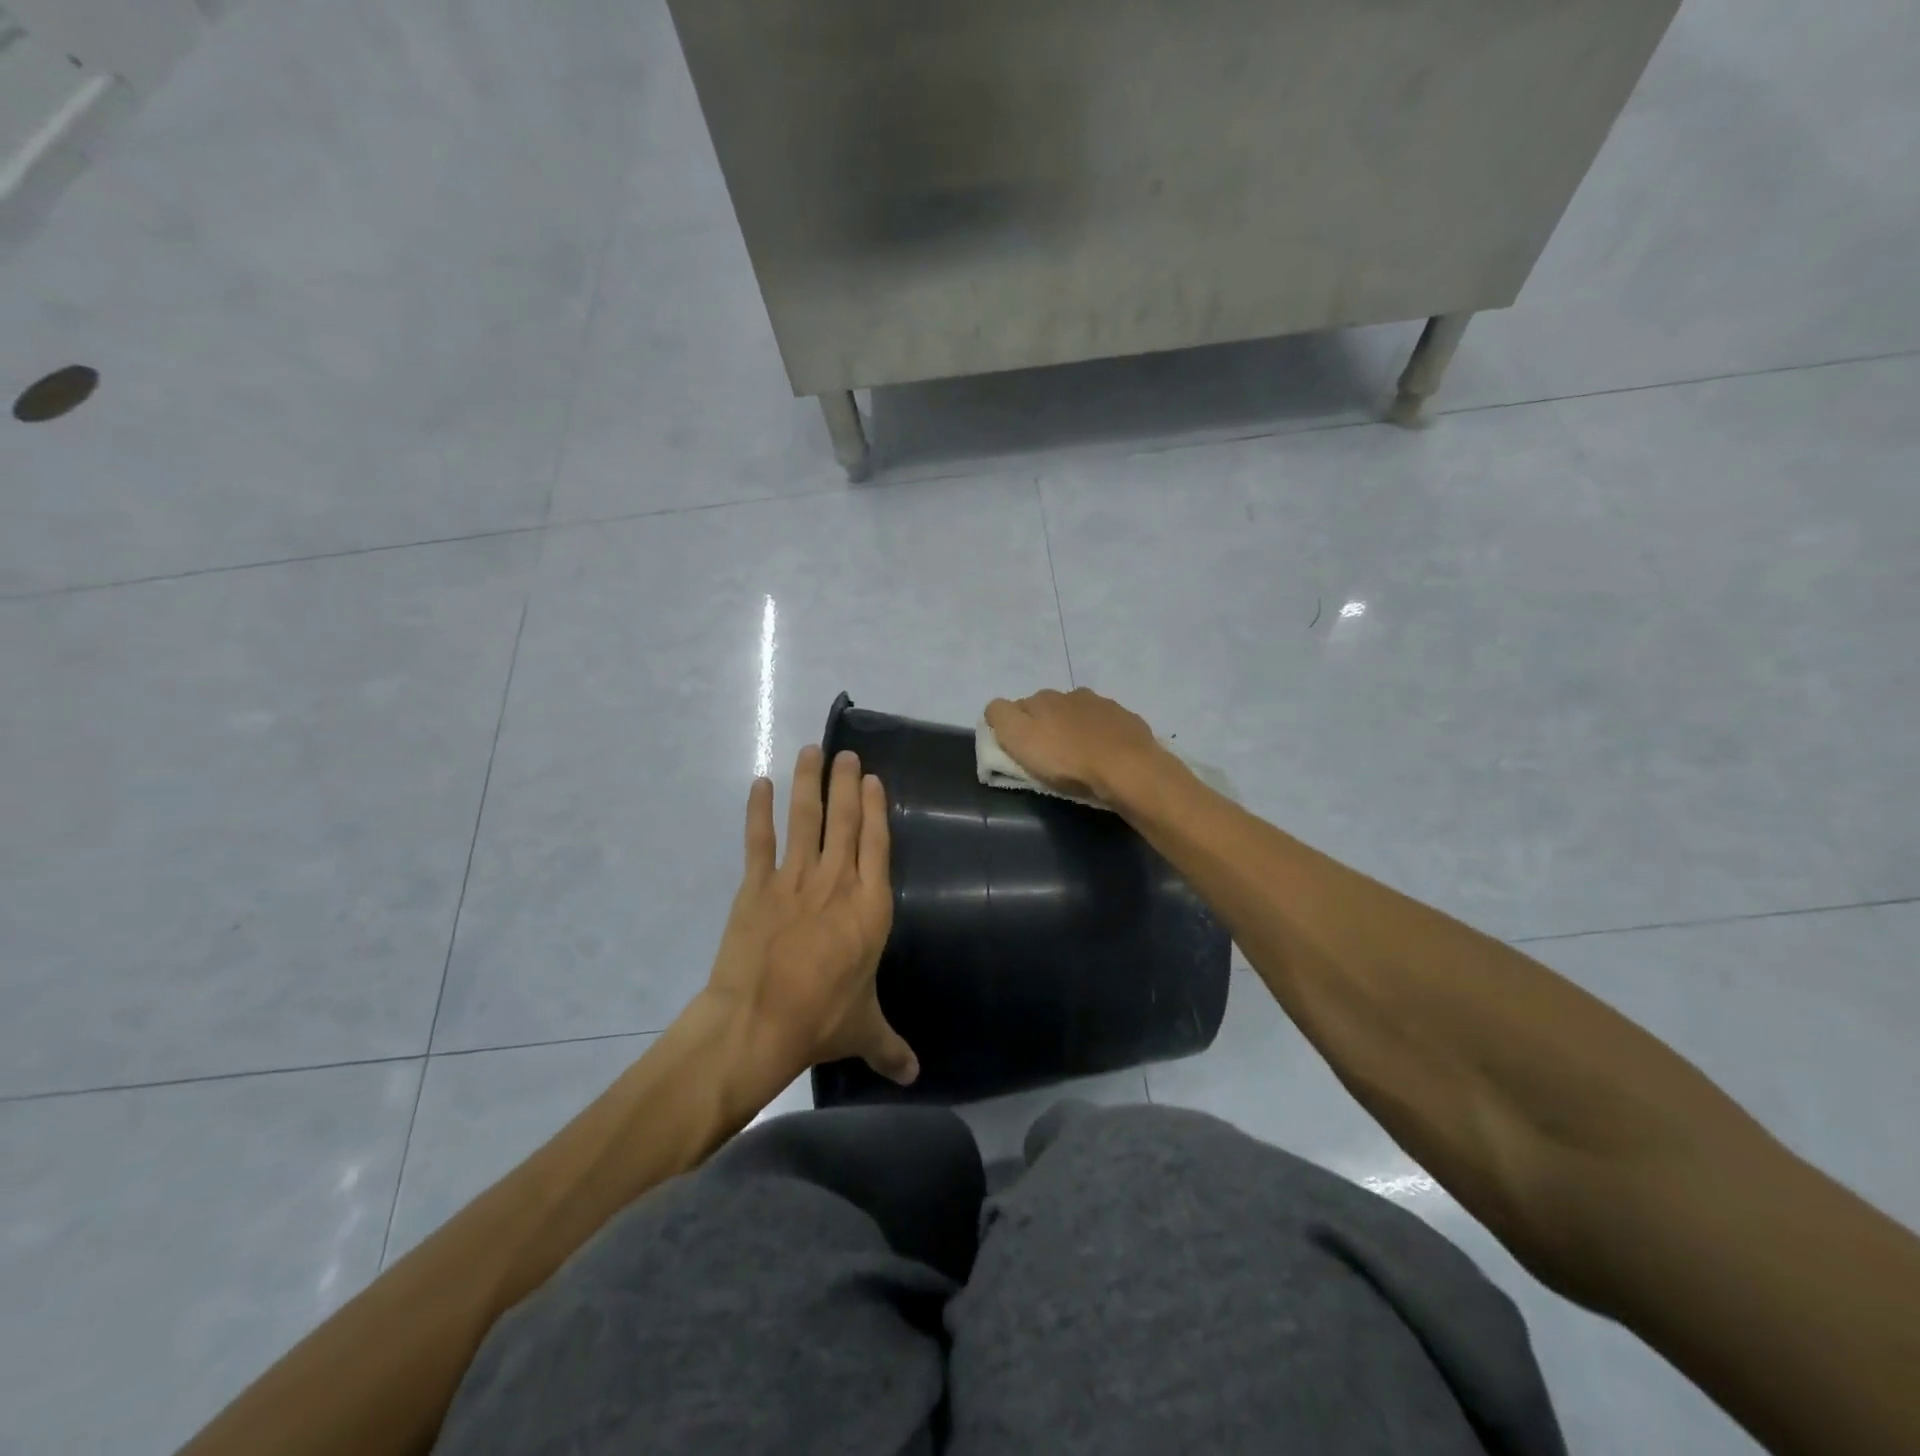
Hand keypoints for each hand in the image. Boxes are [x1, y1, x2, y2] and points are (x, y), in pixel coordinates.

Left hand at [704, 744, 917, 1086]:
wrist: (757, 1023)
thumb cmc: (819, 1020)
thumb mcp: (864, 1031)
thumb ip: (891, 1047)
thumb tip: (915, 1077)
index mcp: (870, 908)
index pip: (877, 846)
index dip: (875, 809)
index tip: (872, 779)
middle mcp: (836, 883)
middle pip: (843, 822)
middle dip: (845, 784)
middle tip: (846, 752)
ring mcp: (794, 880)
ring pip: (804, 820)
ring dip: (808, 783)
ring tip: (811, 751)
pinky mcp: (756, 887)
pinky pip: (759, 841)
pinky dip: (758, 811)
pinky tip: (759, 784)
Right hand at [984, 687, 1165, 803]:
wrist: (1128, 770)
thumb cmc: (1067, 759)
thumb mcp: (1018, 738)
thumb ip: (1000, 716)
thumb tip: (996, 708)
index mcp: (1043, 698)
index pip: (1018, 707)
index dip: (1015, 728)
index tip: (1020, 752)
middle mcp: (1073, 694)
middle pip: (1051, 709)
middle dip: (1047, 727)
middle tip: (1049, 757)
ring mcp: (1104, 706)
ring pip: (1080, 715)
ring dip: (1076, 731)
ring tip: (1079, 758)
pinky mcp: (1128, 722)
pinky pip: (1107, 727)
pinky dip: (1102, 738)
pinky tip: (1105, 757)